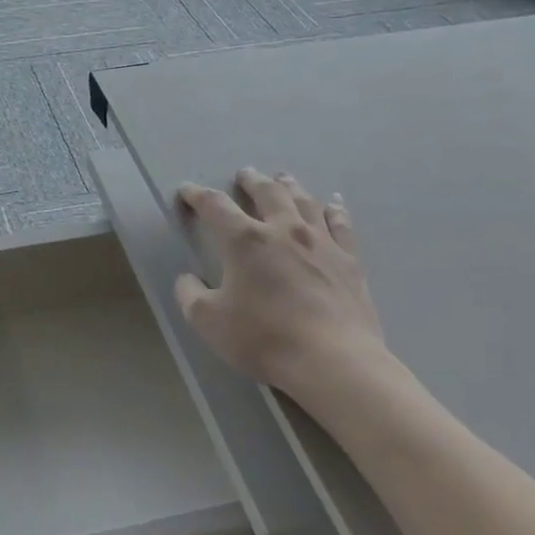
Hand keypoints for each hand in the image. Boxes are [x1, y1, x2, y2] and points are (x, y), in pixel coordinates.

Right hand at [174, 168, 389, 395]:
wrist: (333, 360)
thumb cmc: (264, 339)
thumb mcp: (208, 322)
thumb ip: (190, 295)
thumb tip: (187, 279)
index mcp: (245, 241)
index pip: (215, 206)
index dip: (196, 195)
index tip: (186, 191)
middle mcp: (283, 230)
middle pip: (266, 192)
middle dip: (250, 181)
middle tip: (244, 174)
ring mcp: (321, 242)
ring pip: (304, 201)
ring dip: (289, 186)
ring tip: (283, 178)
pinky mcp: (349, 259)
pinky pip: (341, 224)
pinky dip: (334, 210)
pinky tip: (333, 204)